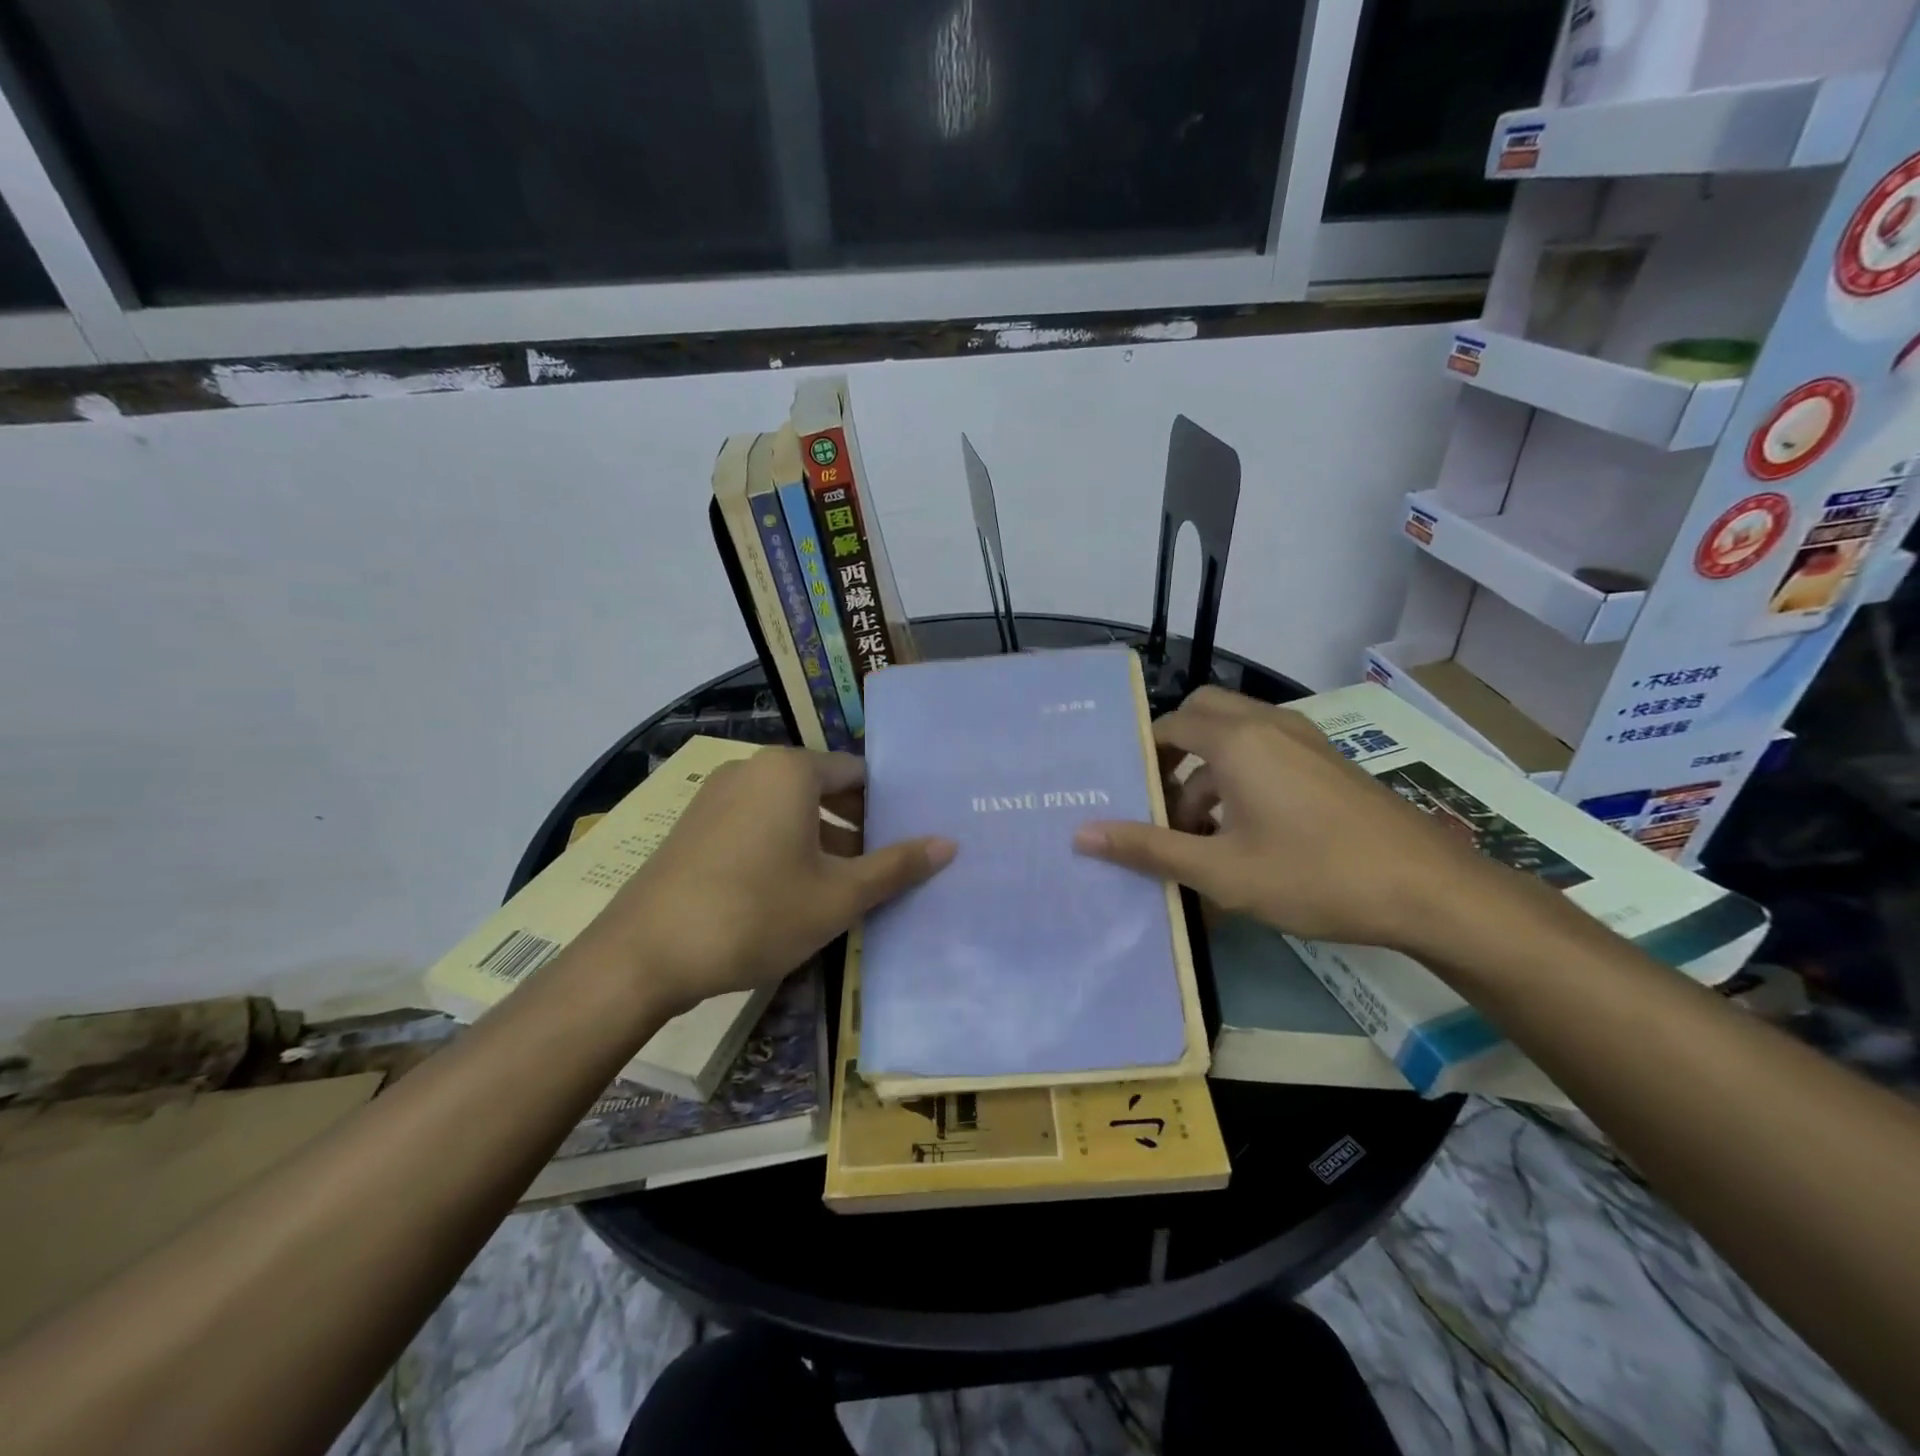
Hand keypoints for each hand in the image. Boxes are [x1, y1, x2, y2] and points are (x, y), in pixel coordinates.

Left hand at [583, 748, 954, 1013]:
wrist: (644, 955)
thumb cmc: (756, 914)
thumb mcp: (838, 896)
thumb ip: (896, 867)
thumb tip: (949, 843)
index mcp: (790, 770)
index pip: (857, 774)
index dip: (887, 808)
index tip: (906, 842)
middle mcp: (751, 769)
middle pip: (822, 789)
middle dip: (855, 828)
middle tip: (881, 870)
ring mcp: (716, 796)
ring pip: (787, 810)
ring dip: (820, 842)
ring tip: (842, 888)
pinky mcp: (693, 827)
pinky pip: (754, 825)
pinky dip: (782, 848)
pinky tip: (789, 894)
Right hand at [1072, 686, 1502, 950]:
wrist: (1429, 891)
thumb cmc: (1313, 875)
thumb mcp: (1220, 871)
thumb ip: (1148, 848)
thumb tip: (1082, 834)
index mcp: (1237, 740)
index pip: (1171, 724)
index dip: (1143, 755)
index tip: (1128, 794)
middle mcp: (1269, 725)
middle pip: (1203, 714)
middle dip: (1175, 751)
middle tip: (1159, 800)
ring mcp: (1305, 741)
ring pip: (1237, 736)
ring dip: (1208, 772)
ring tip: (1197, 834)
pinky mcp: (1328, 763)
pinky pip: (1267, 752)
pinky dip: (1241, 777)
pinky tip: (1245, 834)